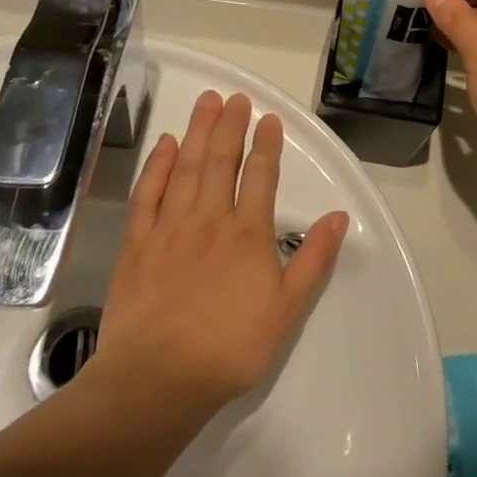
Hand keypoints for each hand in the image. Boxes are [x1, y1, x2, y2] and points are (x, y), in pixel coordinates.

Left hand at [90, 91, 349, 427]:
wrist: (158, 379)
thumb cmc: (230, 347)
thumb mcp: (287, 309)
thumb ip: (314, 258)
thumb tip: (338, 216)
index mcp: (248, 233)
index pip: (260, 176)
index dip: (266, 144)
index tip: (268, 118)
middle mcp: (210, 219)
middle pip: (221, 161)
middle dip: (230, 126)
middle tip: (234, 97)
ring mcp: (170, 228)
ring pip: (187, 168)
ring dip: (198, 132)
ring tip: (206, 103)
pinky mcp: (137, 244)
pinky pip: (147, 195)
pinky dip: (157, 166)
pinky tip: (165, 145)